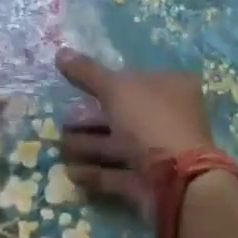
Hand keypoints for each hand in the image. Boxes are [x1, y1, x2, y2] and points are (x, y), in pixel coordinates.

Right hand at [56, 50, 215, 221]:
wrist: (177, 184)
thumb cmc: (150, 122)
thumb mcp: (115, 89)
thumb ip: (87, 72)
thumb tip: (60, 52)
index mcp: (171, 87)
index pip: (133, 79)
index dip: (104, 83)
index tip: (77, 89)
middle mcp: (169, 118)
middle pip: (122, 114)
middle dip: (89, 119)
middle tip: (62, 122)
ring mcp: (161, 154)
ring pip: (118, 145)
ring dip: (88, 145)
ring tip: (60, 147)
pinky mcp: (150, 184)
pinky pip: (118, 174)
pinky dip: (96, 173)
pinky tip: (72, 172)